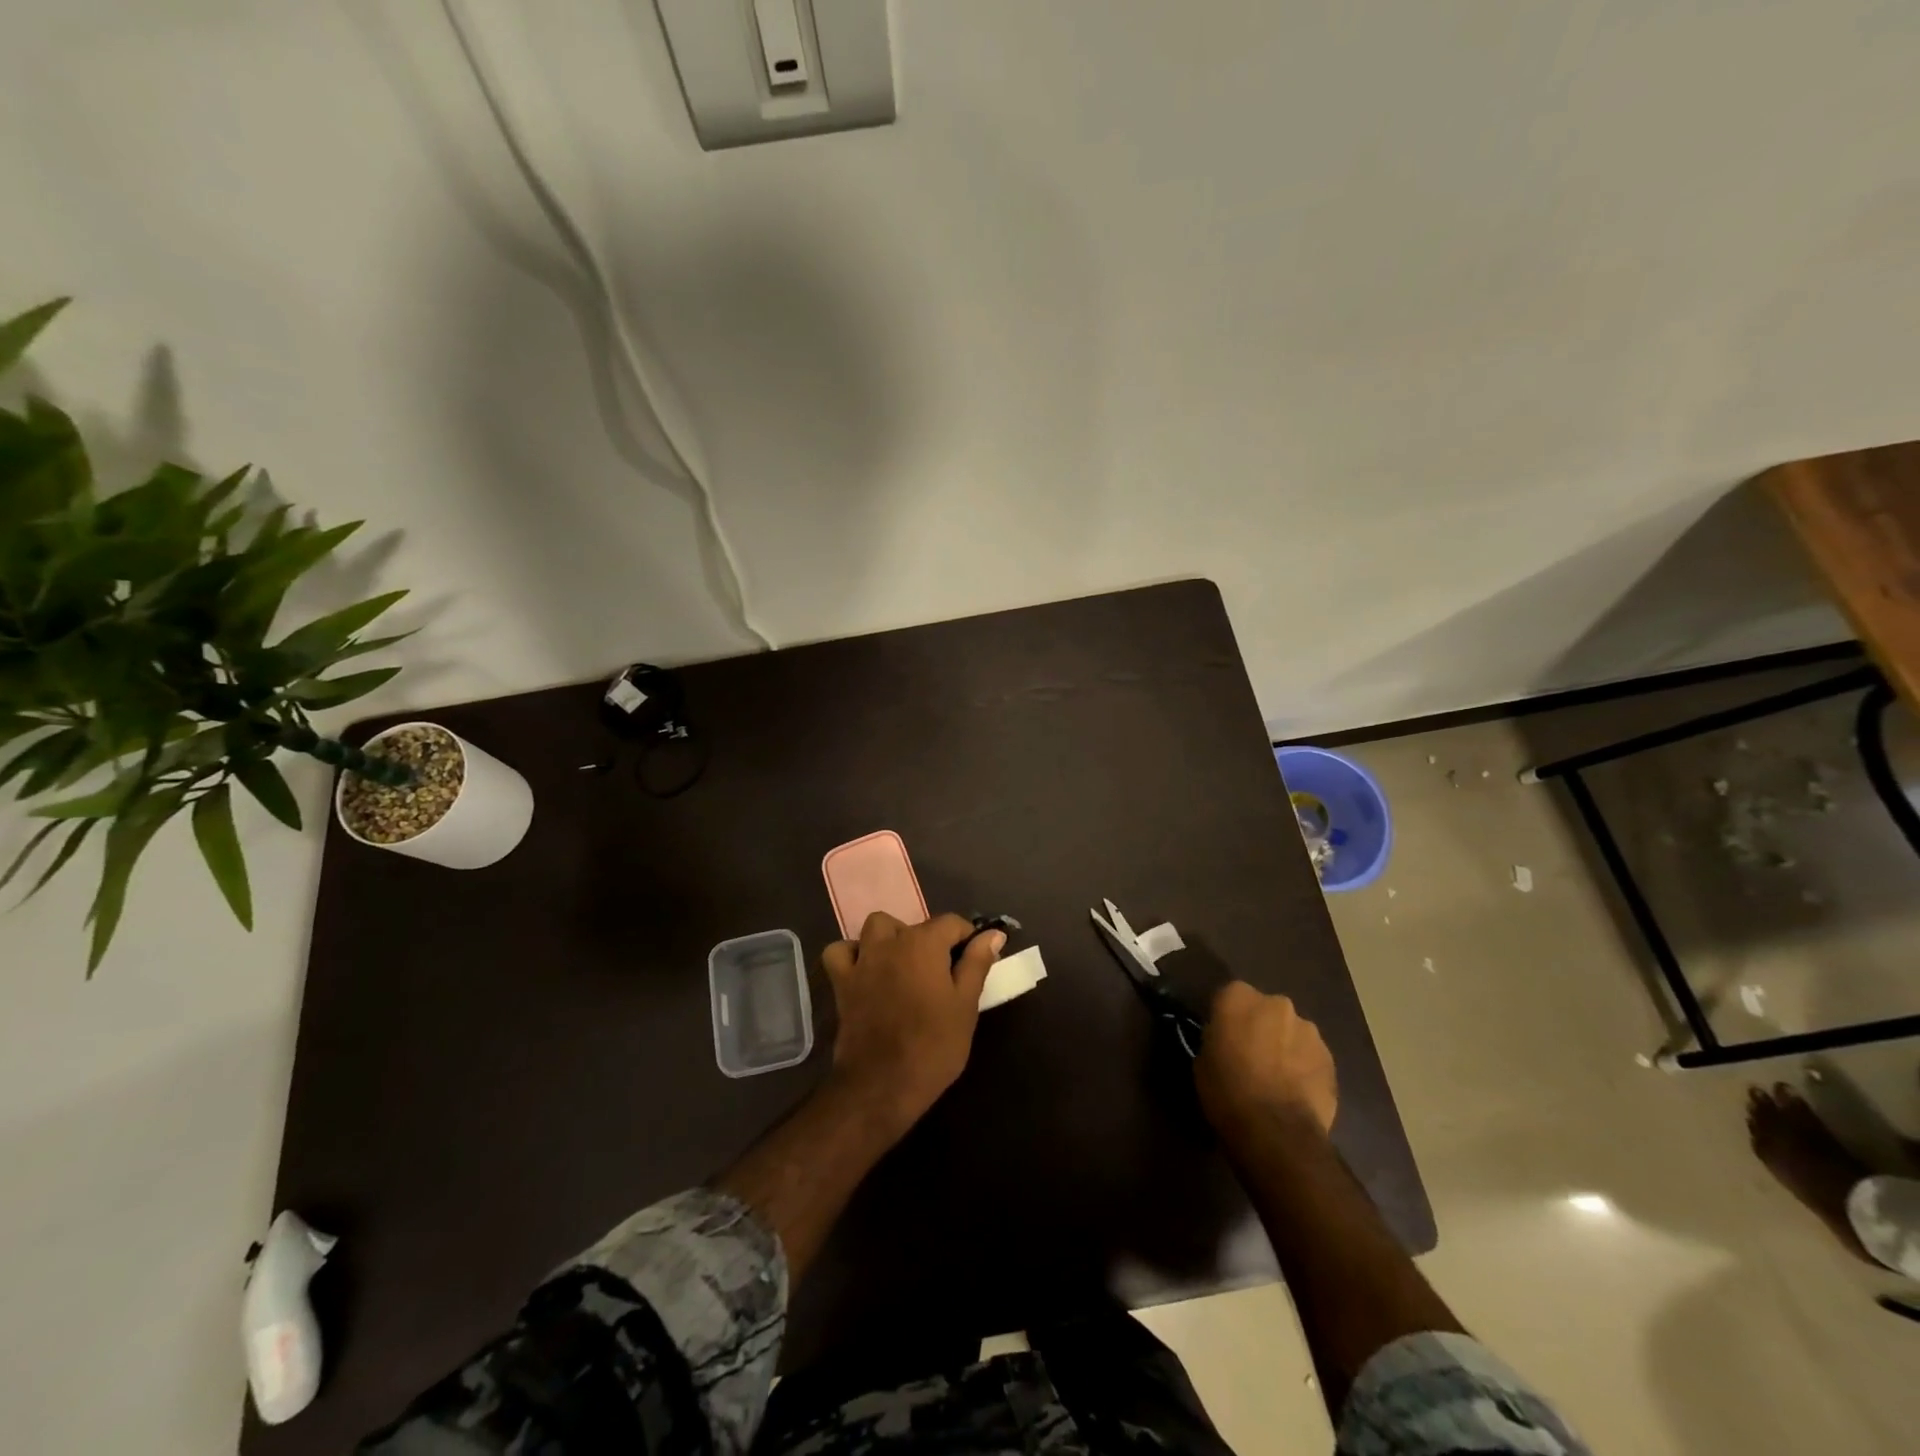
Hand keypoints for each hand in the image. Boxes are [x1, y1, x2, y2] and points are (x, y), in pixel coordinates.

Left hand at [821, 912, 1003, 1135]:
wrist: (881, 1085)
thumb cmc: (933, 1046)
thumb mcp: (966, 1006)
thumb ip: (977, 964)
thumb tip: (993, 934)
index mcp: (923, 944)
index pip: (952, 923)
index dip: (968, 938)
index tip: (976, 961)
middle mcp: (890, 942)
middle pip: (915, 925)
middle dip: (932, 940)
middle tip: (944, 973)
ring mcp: (862, 960)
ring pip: (876, 927)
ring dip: (892, 937)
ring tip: (905, 964)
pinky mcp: (841, 982)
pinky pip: (841, 952)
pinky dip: (852, 954)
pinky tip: (866, 969)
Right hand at [1194, 982, 1337, 1135]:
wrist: (1276, 1131)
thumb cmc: (1227, 1091)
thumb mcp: (1202, 1061)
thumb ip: (1217, 1039)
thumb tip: (1226, 1042)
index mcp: (1238, 997)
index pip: (1228, 996)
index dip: (1226, 1018)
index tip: (1223, 1038)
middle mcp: (1276, 1003)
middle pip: (1265, 1010)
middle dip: (1260, 1028)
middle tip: (1250, 1056)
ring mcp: (1308, 1030)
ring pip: (1291, 1032)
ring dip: (1284, 1046)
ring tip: (1277, 1078)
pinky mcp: (1330, 1058)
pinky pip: (1310, 1056)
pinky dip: (1303, 1067)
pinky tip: (1295, 1092)